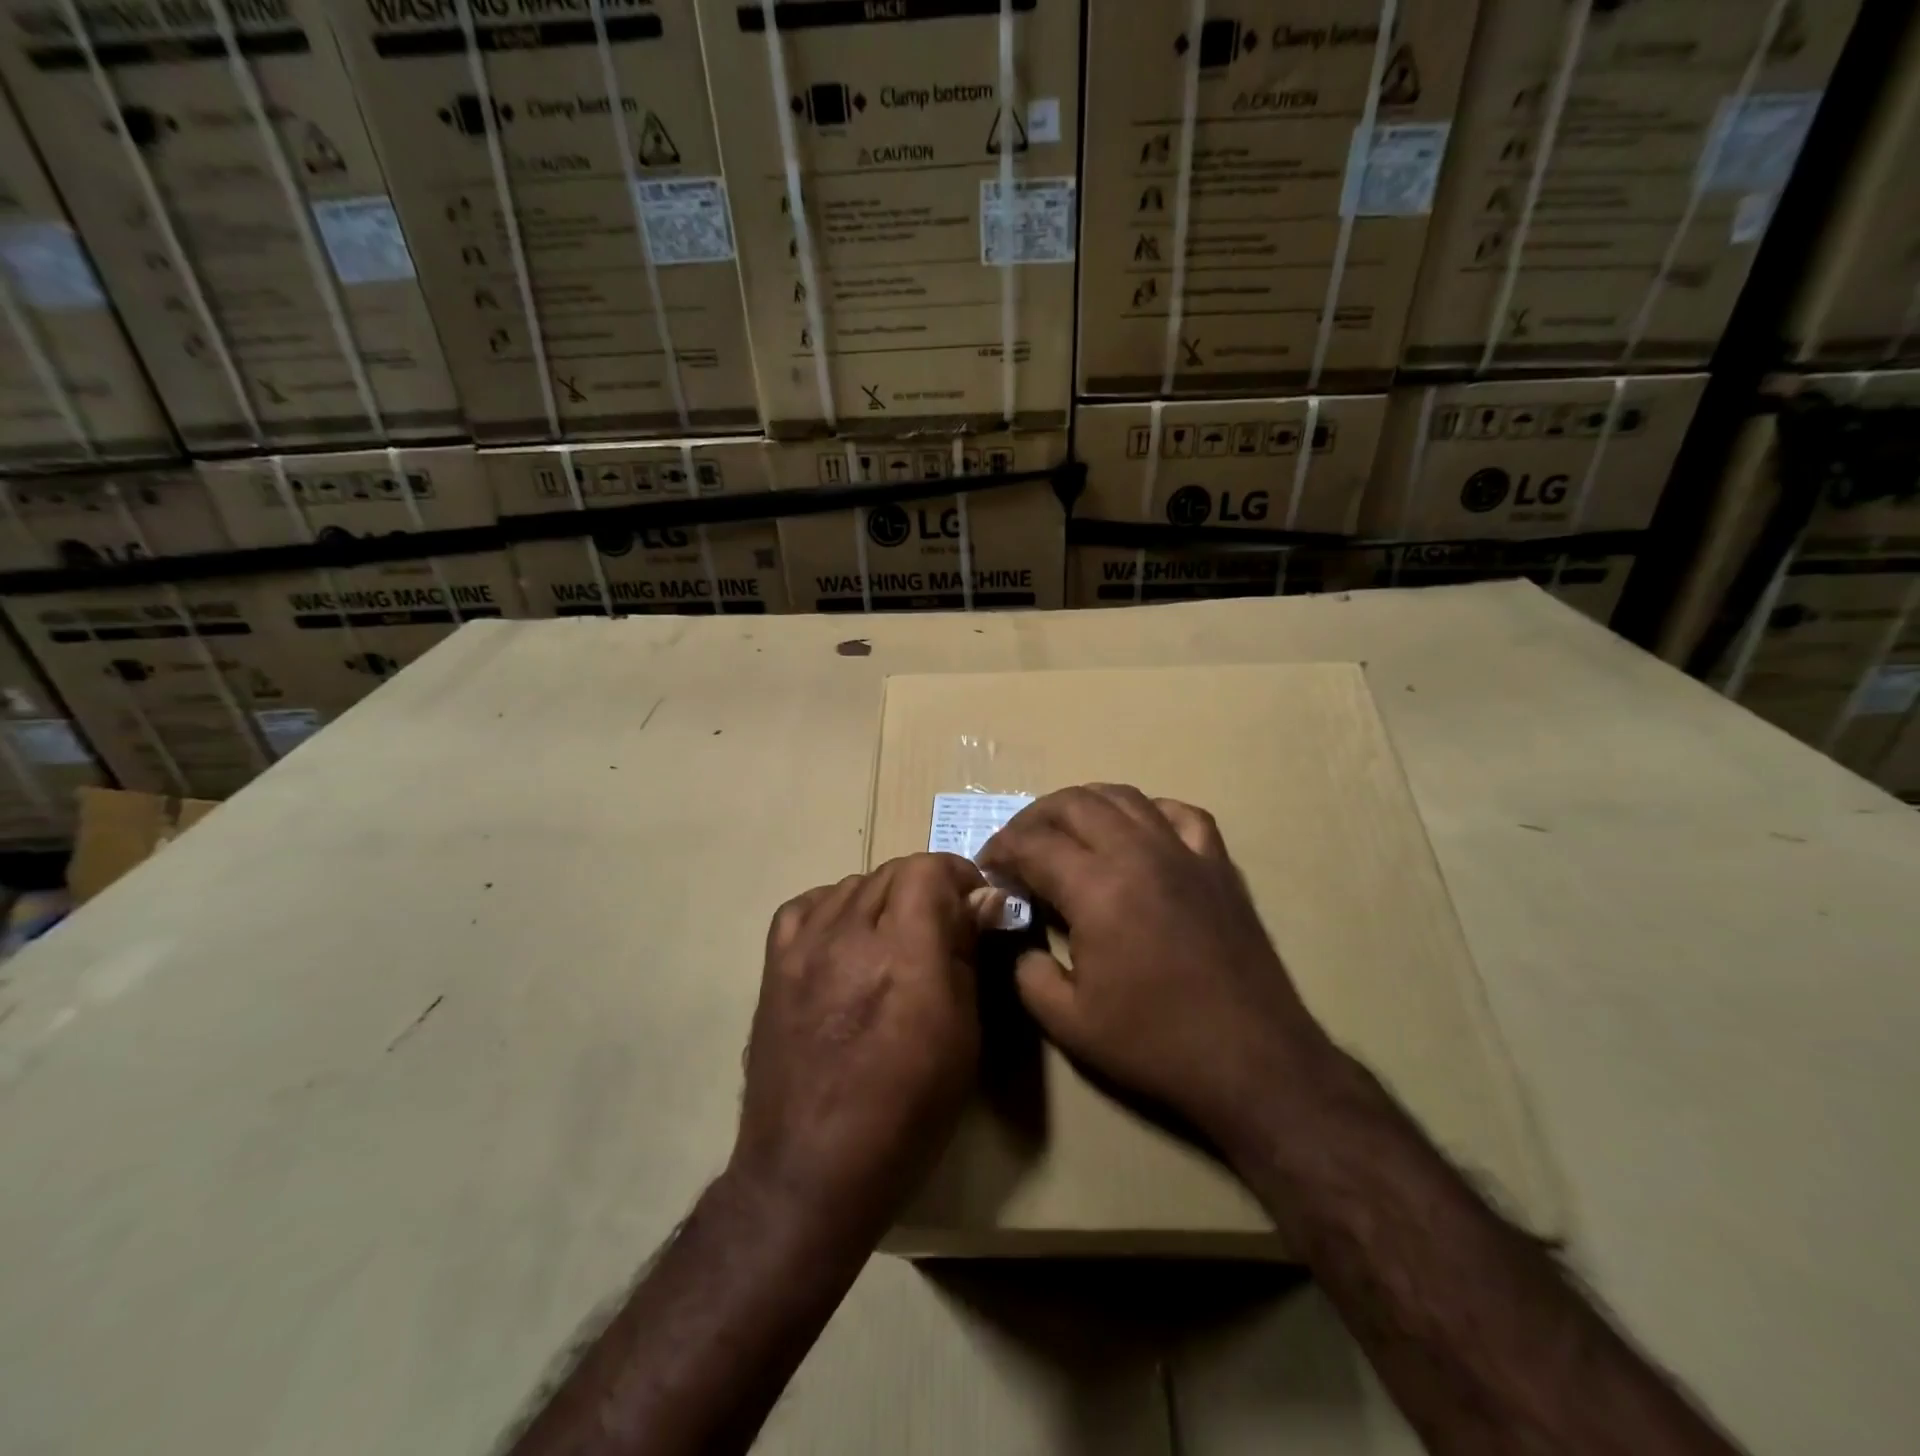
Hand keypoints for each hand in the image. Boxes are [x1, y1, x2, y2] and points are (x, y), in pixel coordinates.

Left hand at [731, 853, 995, 1236]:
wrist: (809, 1170)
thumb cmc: (905, 1114)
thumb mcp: (962, 1038)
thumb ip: (968, 956)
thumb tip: (985, 900)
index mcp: (903, 954)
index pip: (927, 869)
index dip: (957, 875)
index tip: (975, 904)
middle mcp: (849, 935)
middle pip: (891, 871)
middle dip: (927, 887)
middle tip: (943, 926)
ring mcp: (804, 947)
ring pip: (852, 884)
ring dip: (884, 898)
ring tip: (895, 937)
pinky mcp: (774, 965)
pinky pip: (806, 906)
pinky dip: (834, 908)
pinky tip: (846, 937)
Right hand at [978, 784, 1331, 1149]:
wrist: (1253, 1060)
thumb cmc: (1156, 1043)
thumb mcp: (1068, 1022)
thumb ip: (1025, 970)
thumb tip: (1019, 938)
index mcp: (1097, 887)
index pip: (1032, 843)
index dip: (1001, 849)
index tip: (988, 868)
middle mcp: (1138, 852)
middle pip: (1074, 803)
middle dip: (1033, 818)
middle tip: (1017, 847)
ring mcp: (1184, 852)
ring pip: (1124, 796)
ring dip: (1083, 805)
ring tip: (1065, 832)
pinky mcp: (1218, 864)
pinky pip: (1180, 814)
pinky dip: (1148, 812)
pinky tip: (1137, 833)